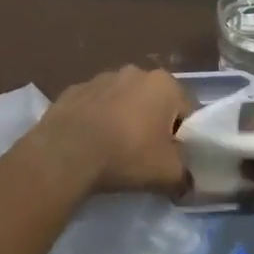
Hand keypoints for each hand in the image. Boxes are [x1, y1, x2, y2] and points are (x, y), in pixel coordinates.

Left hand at [30, 66, 190, 196]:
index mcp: (164, 84)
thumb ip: (186, 175)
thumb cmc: (127, 154)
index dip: (185, 137)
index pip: (187, 110)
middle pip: (155, 102)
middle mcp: (135, 72)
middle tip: (148, 155)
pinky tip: (91, 144)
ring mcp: (101, 78)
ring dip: (125, 120)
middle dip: (154, 125)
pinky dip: (98, 120)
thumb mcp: (169, 173)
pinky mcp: (74, 90)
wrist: (66, 153)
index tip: (175, 158)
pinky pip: (96, 106)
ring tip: (116, 151)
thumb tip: (187, 181)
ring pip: (124, 101)